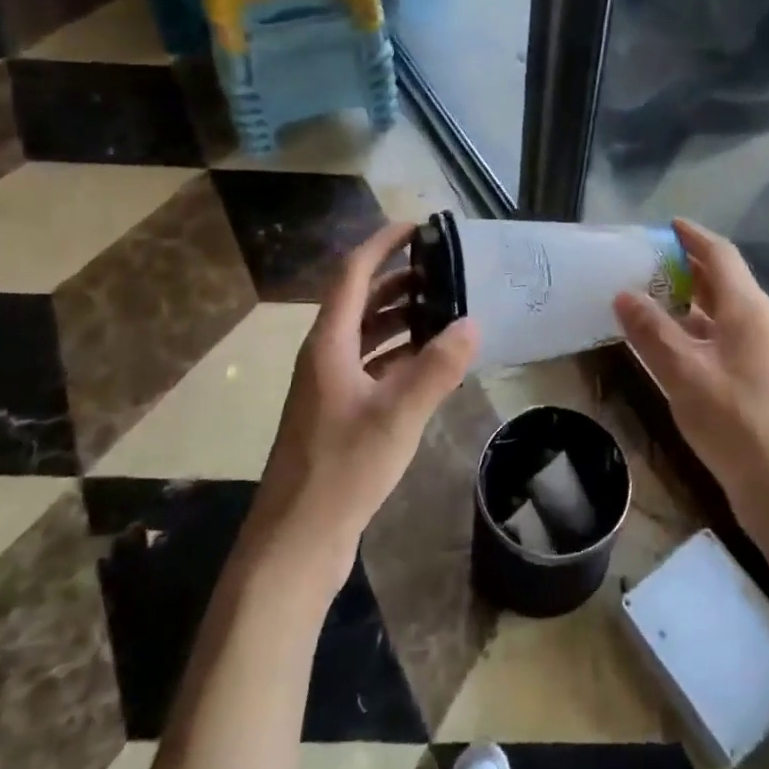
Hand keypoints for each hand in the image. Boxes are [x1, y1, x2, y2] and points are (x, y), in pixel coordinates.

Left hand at [248, 222, 479, 577]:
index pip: (353, 274)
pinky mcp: (339, 414)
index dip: (382, 244)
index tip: (417, 227)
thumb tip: (472, 323)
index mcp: (328, 343)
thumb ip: (437, 367)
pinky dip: (399, 354)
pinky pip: (371, 365)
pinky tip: (431, 362)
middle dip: (399, 279)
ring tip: (445, 309)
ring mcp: (330, 387)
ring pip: (366, 334)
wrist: (296, 542)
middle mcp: (325, 356)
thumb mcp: (397, 415)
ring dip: (401, 317)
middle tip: (445, 271)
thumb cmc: (342, 469)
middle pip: (360, 300)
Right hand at [613, 219, 768, 541]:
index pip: (718, 254)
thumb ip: (651, 331)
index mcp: (745, 308)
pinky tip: (659, 342)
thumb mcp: (685, 373)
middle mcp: (753, 321)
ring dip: (681, 299)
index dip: (692, 236)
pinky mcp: (749, 378)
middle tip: (639, 260)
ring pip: (714, 310)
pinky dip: (686, 330)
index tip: (662, 224)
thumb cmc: (737, 422)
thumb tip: (622, 293)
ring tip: (640, 295)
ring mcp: (754, 351)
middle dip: (681, 265)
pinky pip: (713, 338)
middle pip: (717, 279)